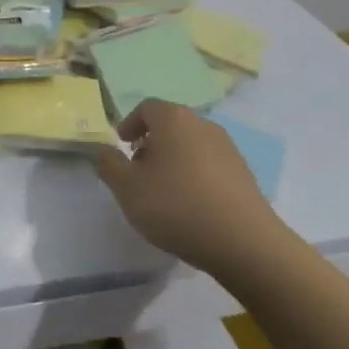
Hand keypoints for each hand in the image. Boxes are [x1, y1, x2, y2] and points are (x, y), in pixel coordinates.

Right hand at [93, 100, 285, 274]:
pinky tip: (190, 205)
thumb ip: (109, 165)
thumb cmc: (176, 206)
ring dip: (172, 160)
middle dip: (150, 143)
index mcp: (174, 119)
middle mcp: (203, 124)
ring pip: (190, 144)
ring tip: (163, 192)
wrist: (242, 241)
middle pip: (170, 124)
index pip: (146, 108)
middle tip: (138, 171)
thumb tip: (105, 151)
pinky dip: (193, 175)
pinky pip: (209, 164)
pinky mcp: (242, 171)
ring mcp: (227, 147)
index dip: (129, 124)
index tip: (121, 146)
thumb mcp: (128, 189)